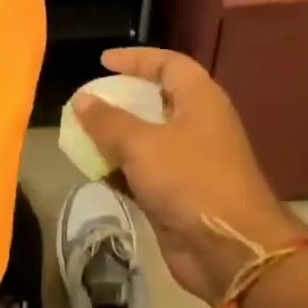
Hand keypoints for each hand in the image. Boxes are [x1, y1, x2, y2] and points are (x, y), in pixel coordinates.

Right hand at [73, 48, 305, 306]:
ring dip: (114, 138)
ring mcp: (187, 162)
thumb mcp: (142, 144)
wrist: (227, 248)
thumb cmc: (189, 180)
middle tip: (87, 101)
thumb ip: (108, 121)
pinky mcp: (177, 194)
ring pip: (146, 140)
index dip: (136, 59)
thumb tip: (82, 99)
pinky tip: (93, 172)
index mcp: (200, 100)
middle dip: (120, 100)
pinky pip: (142, 173)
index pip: (169, 64)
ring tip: (80, 136)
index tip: (102, 61)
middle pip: (155, 101)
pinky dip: (119, 170)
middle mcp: (196, 126)